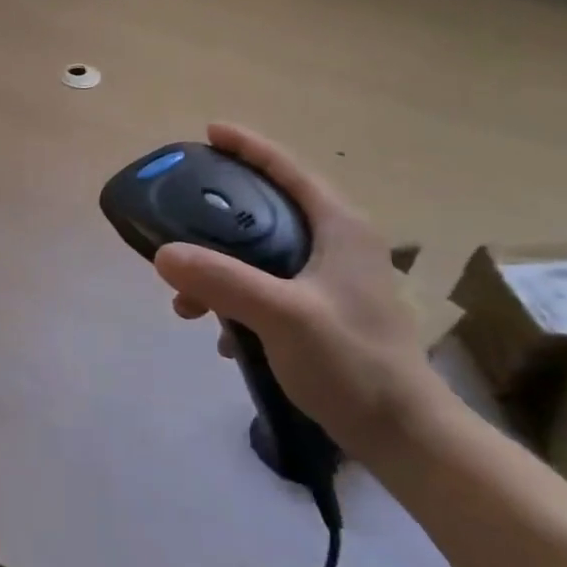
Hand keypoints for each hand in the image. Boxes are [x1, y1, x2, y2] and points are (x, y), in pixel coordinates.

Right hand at [152, 123, 452, 461]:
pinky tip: (221, 335)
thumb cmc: (352, 362)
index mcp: (339, 227)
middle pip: (268, 211)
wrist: (402, 435)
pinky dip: (239, 301)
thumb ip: (223, 281)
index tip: (209, 131)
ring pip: (264, 255)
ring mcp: (332, 280)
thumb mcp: (283, 316)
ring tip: (187, 305)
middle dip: (219, 219)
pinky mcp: (324, 312)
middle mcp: (338, 244)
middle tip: (180, 220)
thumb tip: (164, 254)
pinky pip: (268, 289)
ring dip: (222, 272)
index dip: (248, 146)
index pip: (288, 170)